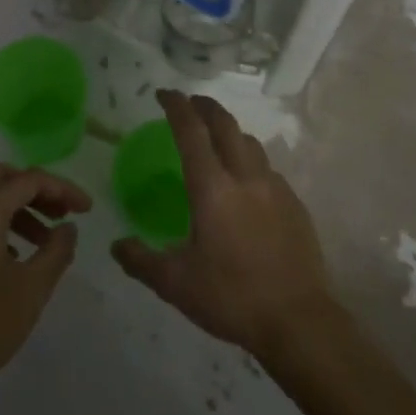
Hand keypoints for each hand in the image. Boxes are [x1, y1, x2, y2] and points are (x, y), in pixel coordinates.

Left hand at [0, 163, 92, 414]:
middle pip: (3, 178)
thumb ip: (57, 251)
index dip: (63, 189)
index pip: (29, 180)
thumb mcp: (31, 290)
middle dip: (37, 190)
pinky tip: (12, 257)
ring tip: (44, 241)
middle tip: (62, 213)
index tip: (87, 209)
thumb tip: (68, 227)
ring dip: (18, 208)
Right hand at [112, 90, 338, 358]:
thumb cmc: (232, 298)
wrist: (299, 321)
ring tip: (217, 139)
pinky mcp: (295, 204)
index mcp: (212, 188)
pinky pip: (268, 169)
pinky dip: (250, 162)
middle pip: (225, 124)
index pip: (191, 132)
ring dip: (230, 131)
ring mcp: (275, 188)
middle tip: (190, 103)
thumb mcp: (176, 284)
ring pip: (250, 143)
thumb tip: (116, 245)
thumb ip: (141, 260)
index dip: (176, 106)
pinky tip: (246, 184)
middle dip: (205, 106)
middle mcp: (245, 177)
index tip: (164, 93)